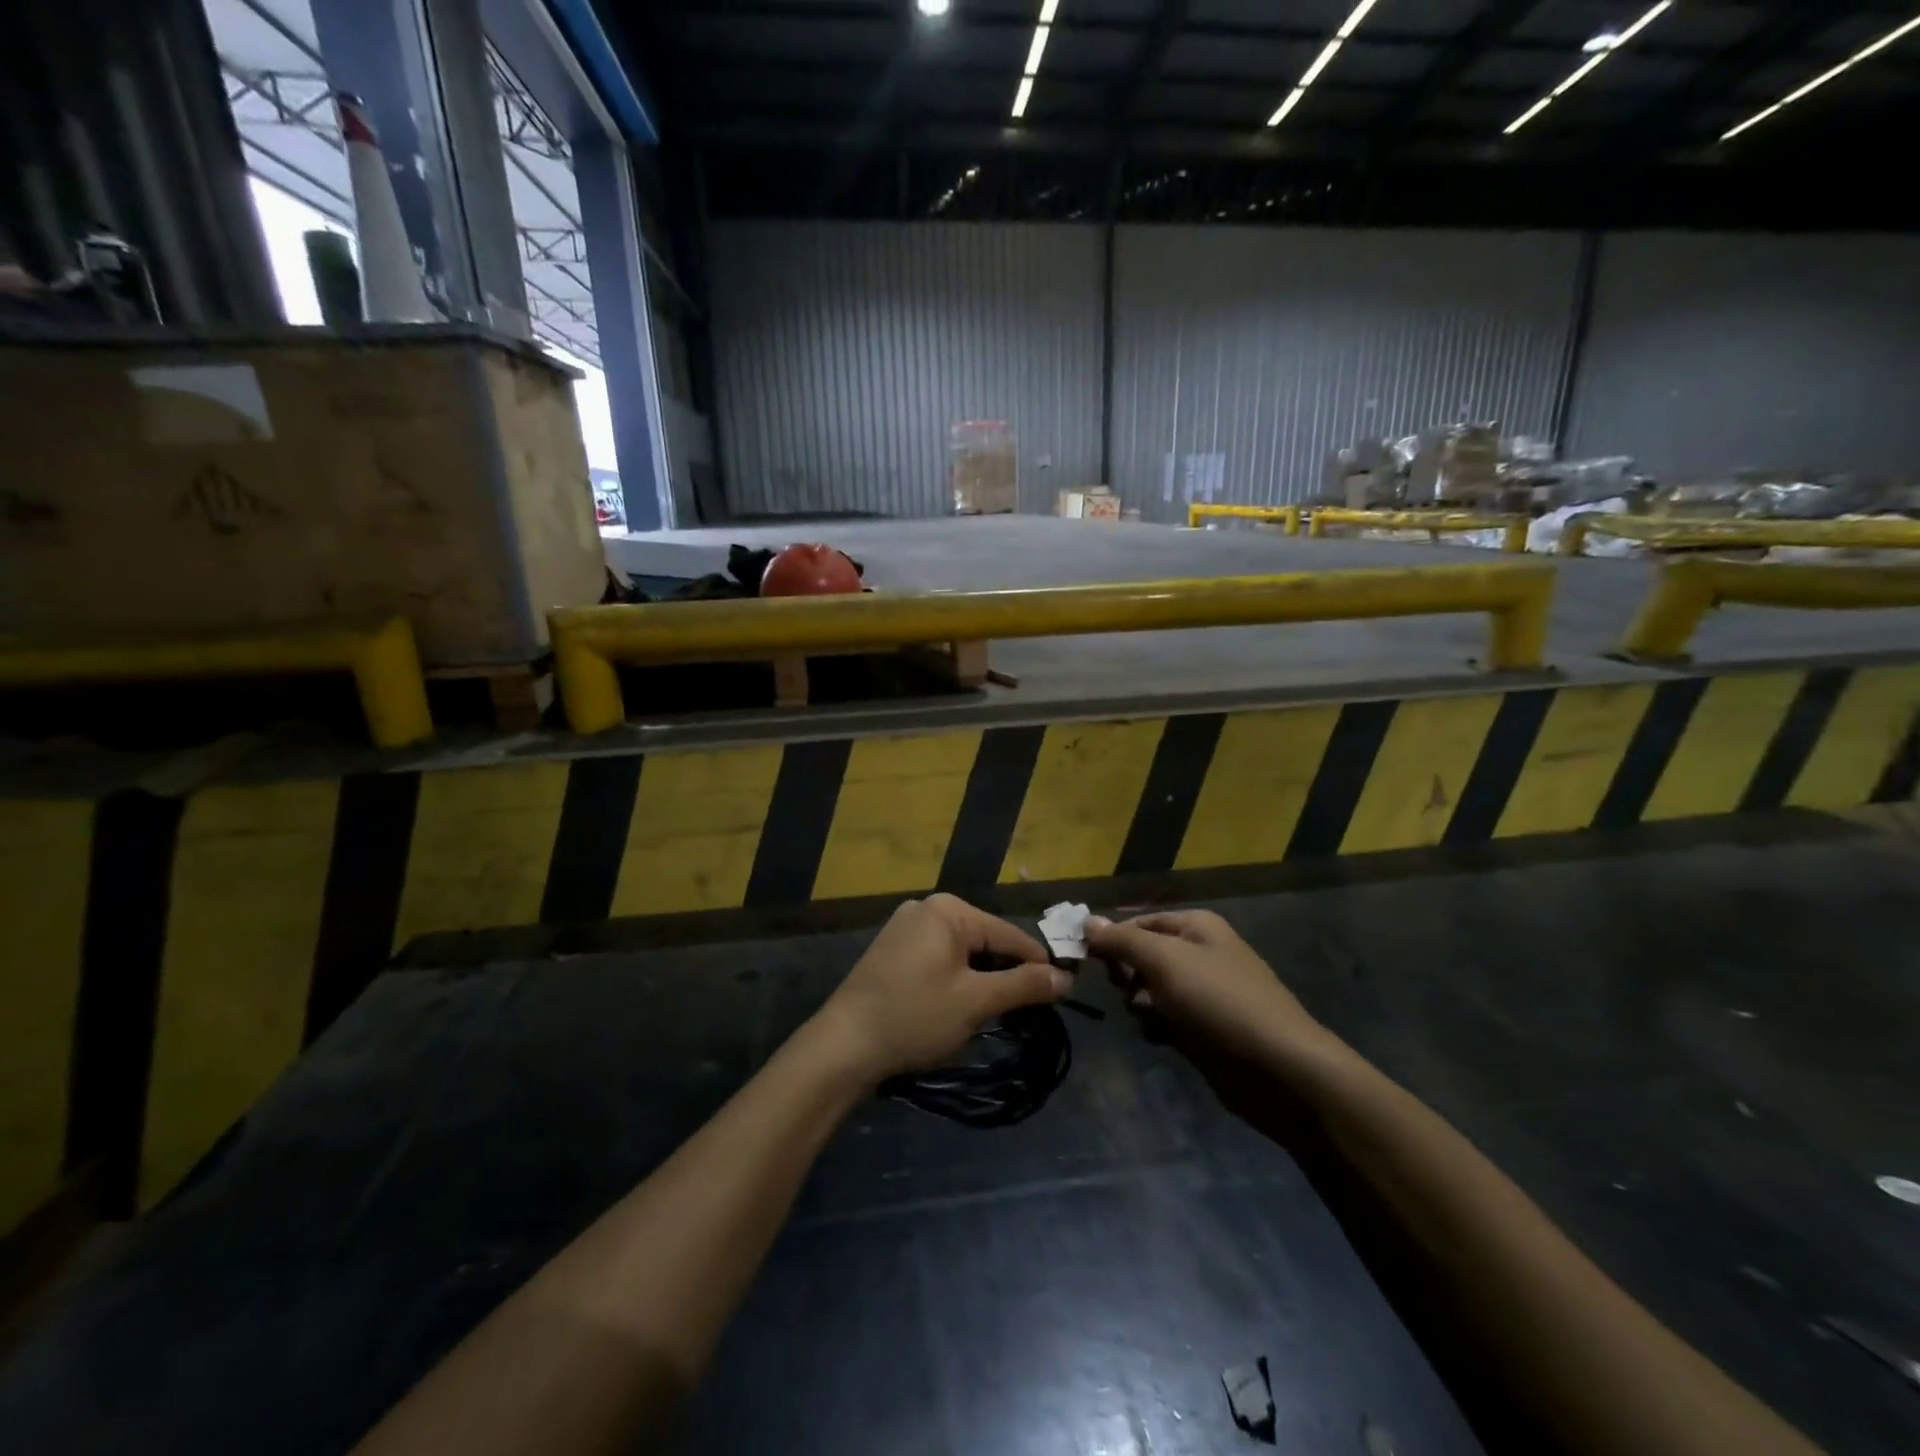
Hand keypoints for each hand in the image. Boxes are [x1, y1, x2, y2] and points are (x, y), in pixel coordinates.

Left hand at [816, 894, 1071, 1081]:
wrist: (843, 1044)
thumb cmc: (915, 1017)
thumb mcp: (976, 1002)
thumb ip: (1024, 986)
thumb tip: (1065, 977)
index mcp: (949, 910)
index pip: (1009, 935)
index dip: (1038, 965)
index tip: (1061, 994)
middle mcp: (927, 908)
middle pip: (985, 941)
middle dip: (1006, 975)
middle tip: (1026, 1013)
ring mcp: (906, 927)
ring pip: (963, 952)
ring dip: (982, 981)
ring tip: (995, 1014)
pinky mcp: (893, 950)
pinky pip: (940, 959)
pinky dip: (957, 980)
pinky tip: (959, 1008)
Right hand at [1086, 909, 1330, 1063]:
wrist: (1278, 1068)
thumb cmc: (1218, 1001)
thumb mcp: (1164, 960)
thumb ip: (1122, 940)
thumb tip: (1086, 920)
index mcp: (1196, 926)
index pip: (1138, 921)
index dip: (1111, 936)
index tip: (1083, 956)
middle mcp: (1199, 953)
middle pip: (1142, 955)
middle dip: (1126, 972)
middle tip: (1122, 989)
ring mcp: (1202, 993)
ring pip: (1149, 990)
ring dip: (1139, 1003)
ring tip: (1146, 1016)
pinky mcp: (1203, 1029)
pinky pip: (1164, 1019)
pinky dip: (1156, 1027)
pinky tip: (1159, 1038)